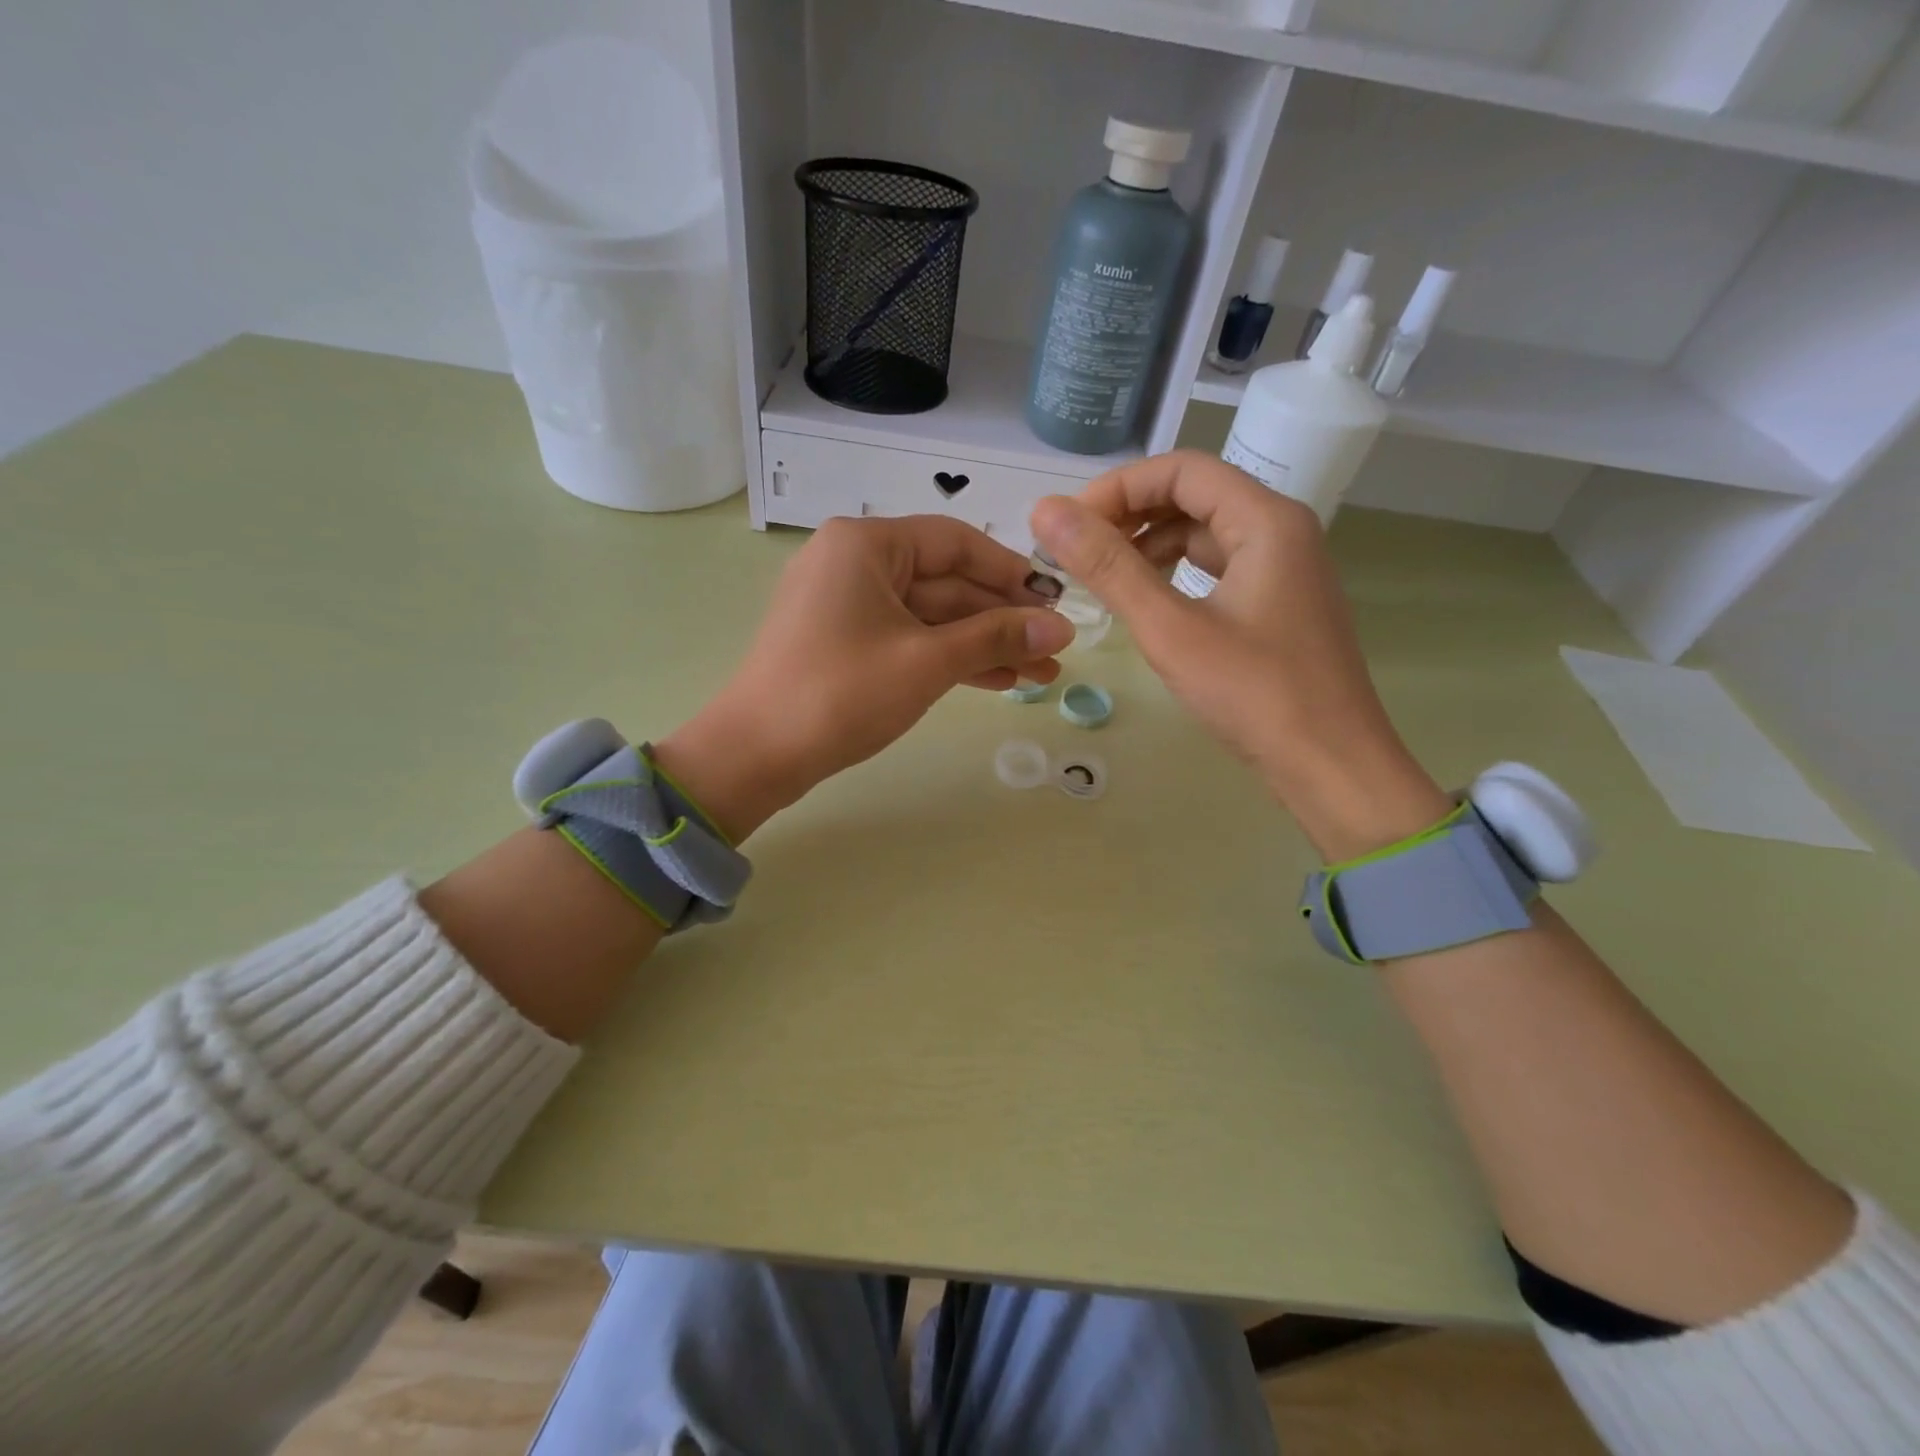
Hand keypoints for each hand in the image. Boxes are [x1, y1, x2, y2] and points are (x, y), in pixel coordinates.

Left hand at [655, 515, 1073, 840]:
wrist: (756, 754)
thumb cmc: (842, 693)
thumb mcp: (927, 661)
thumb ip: (996, 637)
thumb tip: (1060, 629)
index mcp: (867, 544)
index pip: (957, 542)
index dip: (1012, 573)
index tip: (1056, 602)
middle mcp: (854, 562)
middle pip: (946, 582)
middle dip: (1002, 620)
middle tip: (1055, 651)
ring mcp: (846, 604)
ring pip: (931, 616)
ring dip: (983, 644)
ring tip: (1039, 675)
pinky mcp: (844, 642)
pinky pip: (908, 638)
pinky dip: (948, 658)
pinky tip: (996, 680)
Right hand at [1029, 451, 1449, 856]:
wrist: (1331, 766)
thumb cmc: (1254, 695)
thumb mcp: (1170, 629)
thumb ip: (1109, 568)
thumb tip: (1046, 513)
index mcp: (1266, 520)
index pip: (1182, 469)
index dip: (1119, 488)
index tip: (1070, 525)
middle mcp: (1282, 530)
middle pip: (1195, 495)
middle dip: (1131, 514)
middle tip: (1078, 552)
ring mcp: (1285, 569)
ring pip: (1205, 533)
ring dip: (1150, 545)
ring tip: (1103, 578)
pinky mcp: (1279, 604)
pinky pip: (1218, 568)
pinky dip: (1176, 573)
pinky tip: (1146, 603)